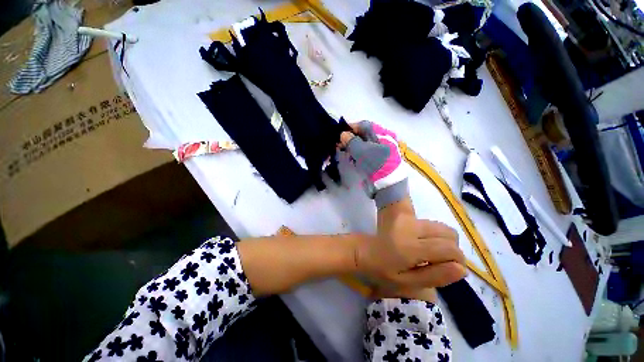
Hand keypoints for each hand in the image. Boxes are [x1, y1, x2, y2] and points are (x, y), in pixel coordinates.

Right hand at [339, 121, 407, 208]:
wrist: (387, 184)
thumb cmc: (375, 163)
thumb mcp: (361, 150)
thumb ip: (351, 140)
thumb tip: (343, 134)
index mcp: (382, 134)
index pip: (364, 125)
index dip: (351, 128)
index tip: (340, 133)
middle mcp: (382, 140)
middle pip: (363, 135)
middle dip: (350, 139)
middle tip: (339, 144)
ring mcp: (380, 151)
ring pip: (362, 145)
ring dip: (352, 147)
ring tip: (343, 152)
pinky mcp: (376, 161)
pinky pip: (364, 154)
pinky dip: (356, 155)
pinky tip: (350, 159)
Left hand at [355, 216, 466, 290]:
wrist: (365, 250)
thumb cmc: (382, 270)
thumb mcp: (407, 282)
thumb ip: (435, 276)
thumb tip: (462, 269)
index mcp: (410, 247)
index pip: (448, 249)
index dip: (457, 260)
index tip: (451, 269)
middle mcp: (411, 228)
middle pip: (448, 234)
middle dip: (452, 249)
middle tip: (439, 261)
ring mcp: (407, 218)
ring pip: (441, 226)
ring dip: (444, 240)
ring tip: (430, 252)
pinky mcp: (404, 214)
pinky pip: (430, 222)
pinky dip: (434, 233)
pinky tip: (423, 242)